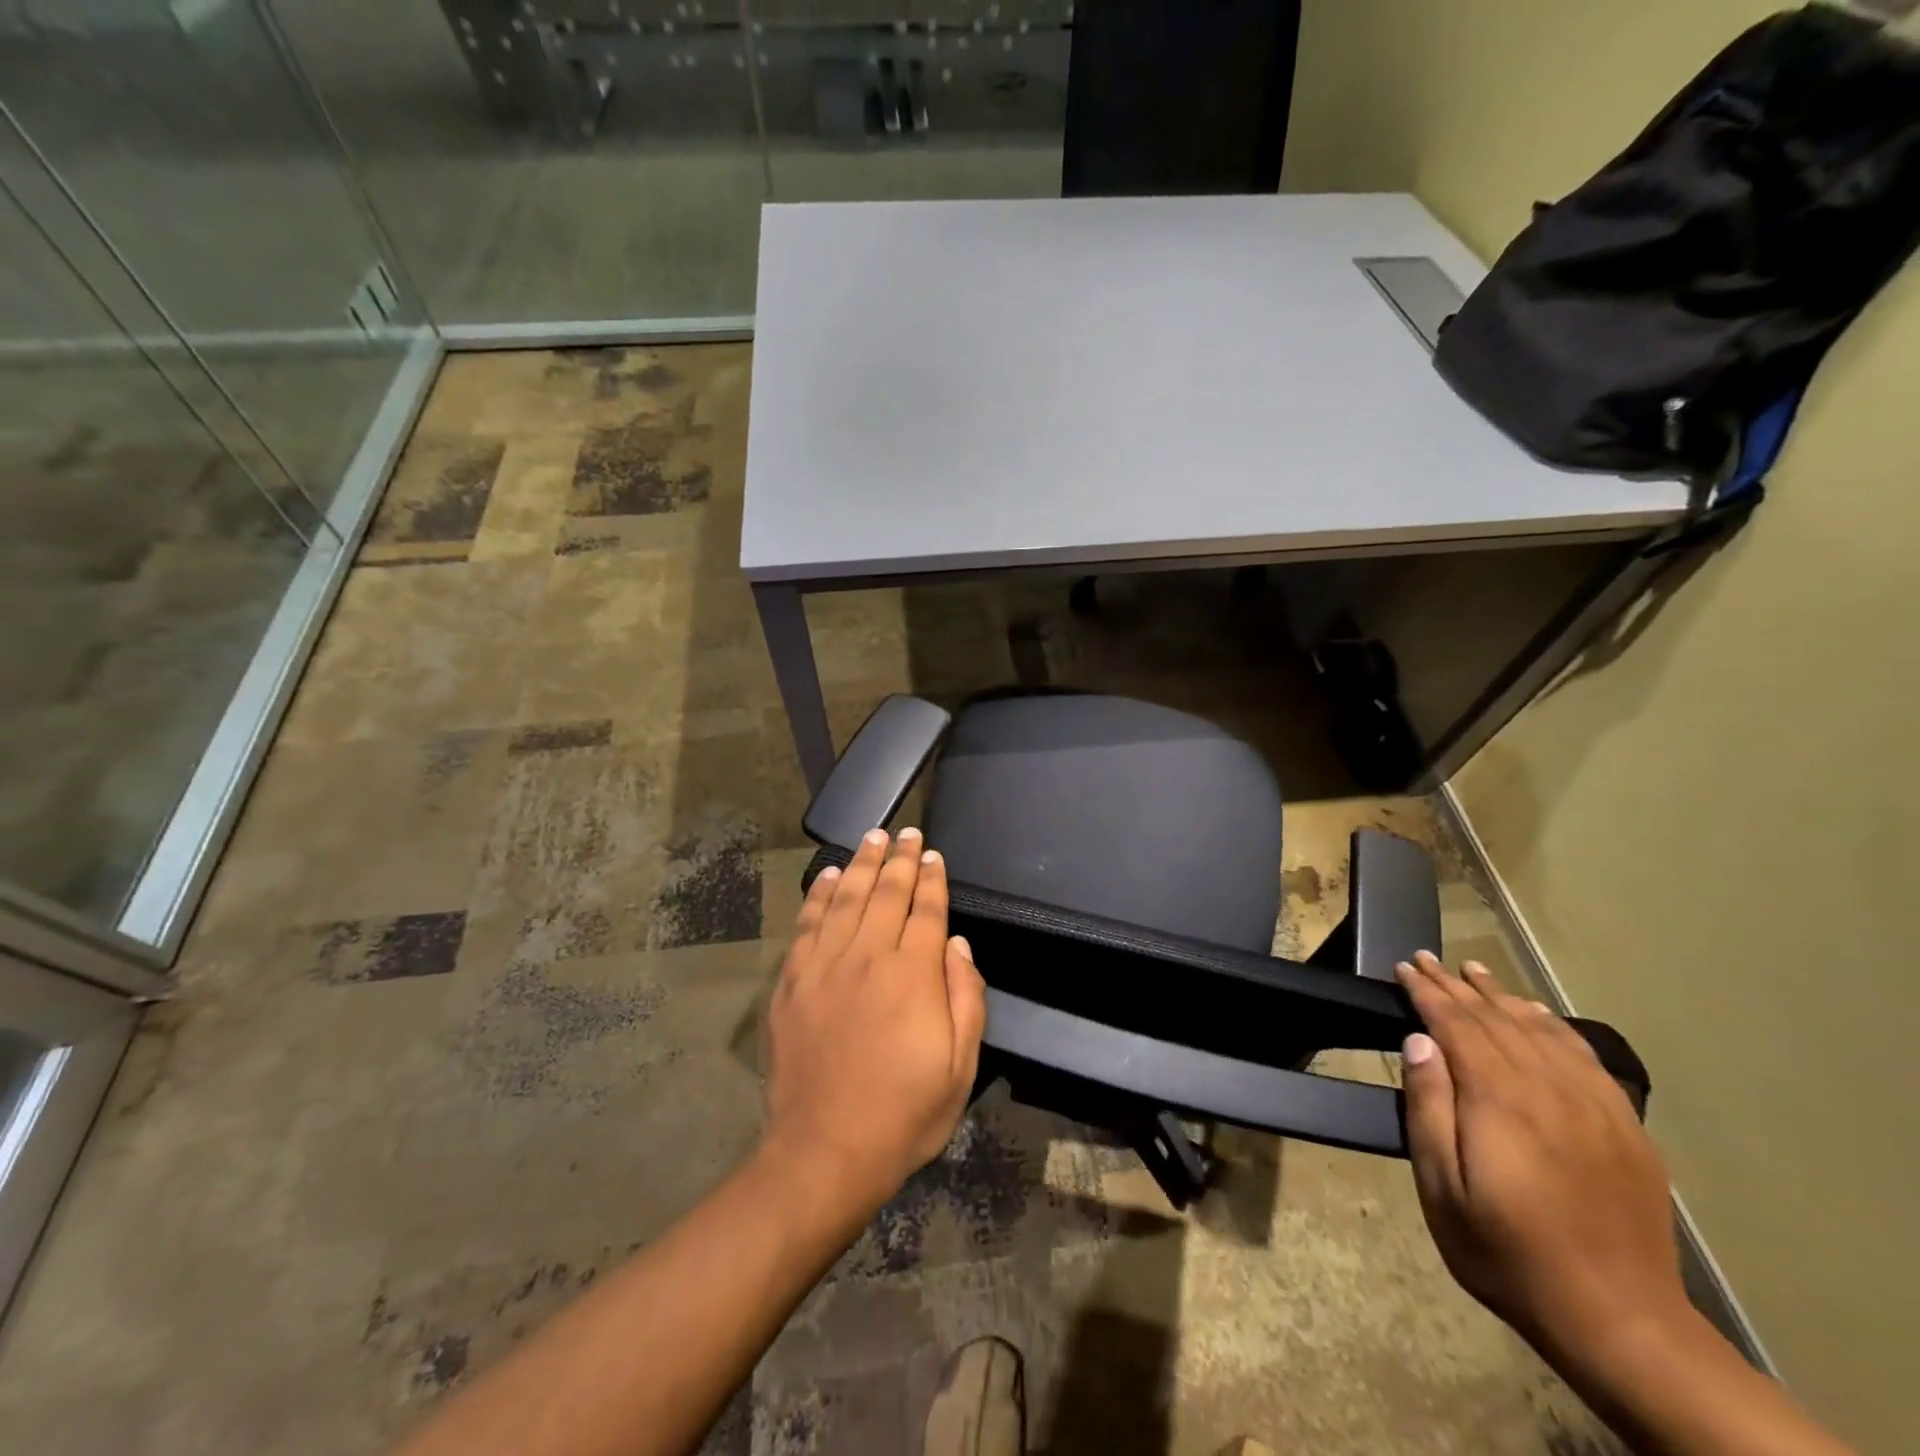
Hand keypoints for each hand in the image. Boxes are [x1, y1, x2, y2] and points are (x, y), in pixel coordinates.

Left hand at [763, 827, 986, 1214]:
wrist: (825, 1151)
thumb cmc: (904, 1113)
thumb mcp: (960, 1066)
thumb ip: (965, 996)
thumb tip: (955, 943)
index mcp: (913, 975)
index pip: (926, 910)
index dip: (932, 879)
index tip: (933, 855)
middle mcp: (868, 957)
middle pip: (887, 894)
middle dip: (900, 859)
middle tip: (906, 832)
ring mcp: (824, 967)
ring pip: (847, 899)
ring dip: (863, 864)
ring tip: (872, 838)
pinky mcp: (792, 982)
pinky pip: (807, 925)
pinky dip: (819, 895)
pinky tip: (829, 876)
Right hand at [1395, 951, 1686, 1365]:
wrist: (1620, 1321)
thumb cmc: (1506, 1252)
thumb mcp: (1442, 1188)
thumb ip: (1429, 1108)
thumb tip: (1420, 1042)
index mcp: (1500, 1100)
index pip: (1456, 1025)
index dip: (1427, 992)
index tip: (1405, 968)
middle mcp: (1549, 1088)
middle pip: (1496, 1019)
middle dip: (1457, 985)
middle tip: (1427, 959)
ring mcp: (1594, 1106)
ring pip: (1540, 1030)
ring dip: (1502, 996)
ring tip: (1475, 972)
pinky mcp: (1625, 1126)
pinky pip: (1585, 1057)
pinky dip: (1554, 1026)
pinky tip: (1538, 1015)